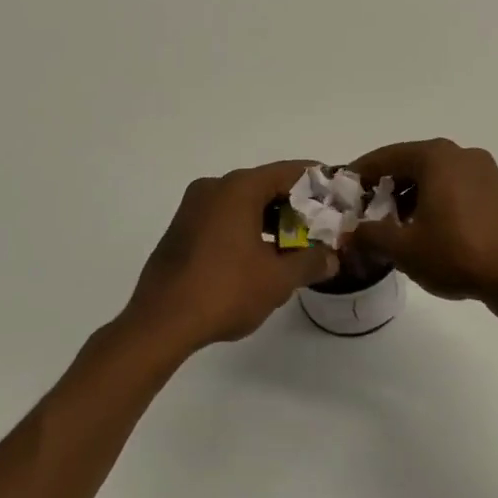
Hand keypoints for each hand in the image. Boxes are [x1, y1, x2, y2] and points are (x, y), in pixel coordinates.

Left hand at [124, 161, 338, 352]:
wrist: (159, 324)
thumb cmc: (224, 291)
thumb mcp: (277, 279)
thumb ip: (310, 262)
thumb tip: (331, 257)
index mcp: (238, 188)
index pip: (289, 173)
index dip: (317, 183)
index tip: (338, 196)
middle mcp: (214, 187)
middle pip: (266, 186)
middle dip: (296, 205)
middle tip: (322, 225)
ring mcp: (193, 207)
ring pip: (244, 203)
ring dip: (272, 219)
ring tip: (296, 244)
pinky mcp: (182, 229)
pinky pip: (224, 217)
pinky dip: (248, 228)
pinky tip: (262, 255)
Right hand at [350, 139, 497, 311]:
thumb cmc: (457, 253)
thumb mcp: (405, 248)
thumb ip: (370, 235)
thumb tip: (349, 232)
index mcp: (436, 156)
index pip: (387, 157)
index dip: (361, 173)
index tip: (343, 190)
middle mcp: (460, 153)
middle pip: (411, 163)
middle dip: (386, 186)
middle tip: (365, 210)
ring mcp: (483, 170)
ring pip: (434, 175)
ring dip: (410, 194)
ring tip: (394, 225)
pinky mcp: (496, 190)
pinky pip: (455, 186)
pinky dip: (435, 199)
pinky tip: (426, 228)